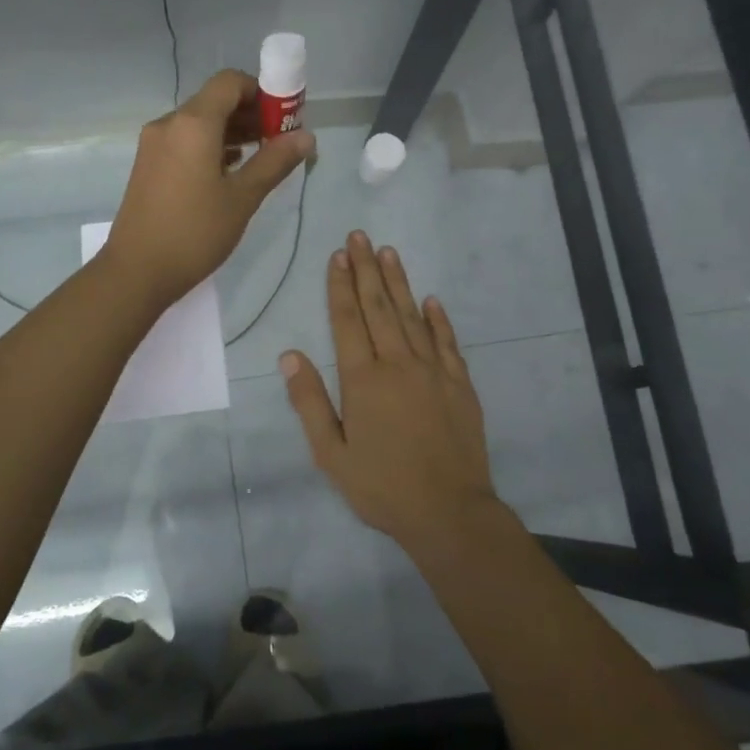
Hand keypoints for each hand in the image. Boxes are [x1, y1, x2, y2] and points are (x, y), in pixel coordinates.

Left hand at [105, 69, 314, 309]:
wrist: (136, 271)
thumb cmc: (195, 233)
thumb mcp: (242, 198)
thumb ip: (274, 161)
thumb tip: (306, 136)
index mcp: (193, 123)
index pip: (230, 82)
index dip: (261, 91)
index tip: (285, 118)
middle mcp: (169, 124)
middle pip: (215, 101)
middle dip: (250, 113)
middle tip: (279, 141)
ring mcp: (154, 144)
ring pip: (199, 122)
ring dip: (231, 131)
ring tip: (260, 158)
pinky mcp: (148, 165)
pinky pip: (185, 141)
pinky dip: (210, 146)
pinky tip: (230, 172)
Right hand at [281, 230, 502, 550]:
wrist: (449, 512)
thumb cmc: (382, 486)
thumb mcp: (331, 454)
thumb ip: (309, 402)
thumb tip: (289, 355)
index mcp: (363, 380)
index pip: (348, 320)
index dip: (340, 286)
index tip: (338, 255)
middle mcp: (398, 364)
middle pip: (379, 307)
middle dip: (367, 270)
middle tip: (360, 236)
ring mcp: (433, 372)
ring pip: (413, 316)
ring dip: (399, 282)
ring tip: (389, 252)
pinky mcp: (460, 385)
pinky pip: (446, 342)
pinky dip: (438, 319)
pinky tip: (431, 299)